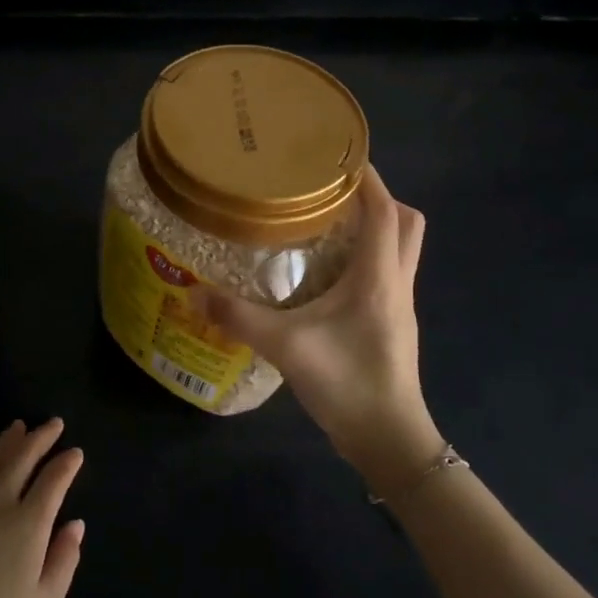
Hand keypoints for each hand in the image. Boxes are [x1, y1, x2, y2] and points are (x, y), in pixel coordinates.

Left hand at [0, 419, 85, 597]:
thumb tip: (76, 524)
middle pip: (21, 458)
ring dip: (6, 441)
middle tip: (53, 424)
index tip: (76, 453)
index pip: (53, 480)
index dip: (67, 464)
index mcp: (29, 524)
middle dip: (40, 438)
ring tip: (17, 427)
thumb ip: (64, 560)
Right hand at [192, 165, 441, 492]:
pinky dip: (366, 256)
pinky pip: (387, 272)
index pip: (384, 211)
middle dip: (377, 199)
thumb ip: (238, 317)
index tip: (338, 156)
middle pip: (405, 223)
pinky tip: (327, 271)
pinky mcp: (393, 323)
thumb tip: (191, 292)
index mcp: (378, 276)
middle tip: (331, 191)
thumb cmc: (347, 383)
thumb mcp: (285, 346)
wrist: (389, 441)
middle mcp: (396, 282)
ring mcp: (399, 305)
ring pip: (400, 248)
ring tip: (326, 222)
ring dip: (374, 227)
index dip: (367, 179)